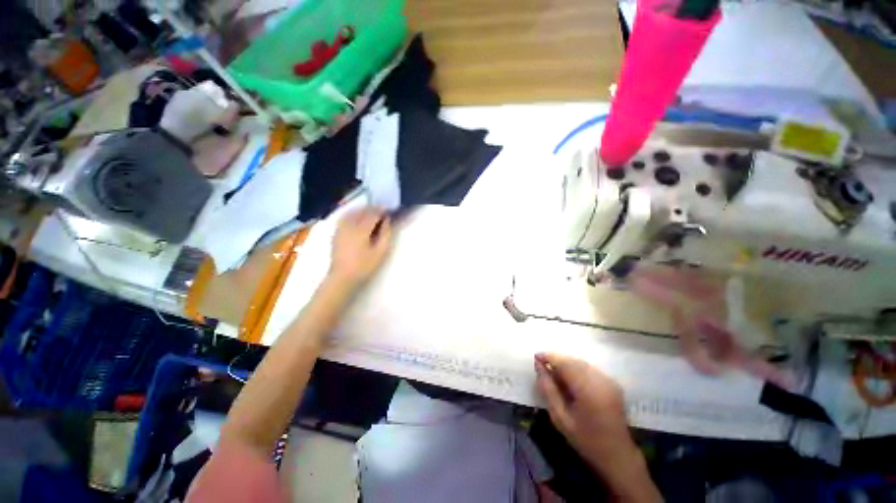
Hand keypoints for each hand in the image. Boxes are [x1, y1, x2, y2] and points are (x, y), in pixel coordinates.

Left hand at [329, 207, 392, 286]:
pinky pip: (344, 217)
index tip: (389, 210)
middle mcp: (349, 225)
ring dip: (362, 209)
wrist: (342, 277)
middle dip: (372, 208)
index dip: (382, 210)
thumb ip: (386, 234)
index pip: (373, 214)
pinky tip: (356, 217)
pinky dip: (352, 214)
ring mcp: (340, 228)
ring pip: (352, 212)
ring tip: (370, 212)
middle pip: (361, 211)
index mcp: (361, 229)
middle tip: (382, 210)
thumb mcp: (381, 252)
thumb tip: (388, 221)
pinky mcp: (336, 233)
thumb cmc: (364, 266)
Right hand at [535, 353, 660, 501]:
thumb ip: (548, 389)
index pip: (565, 364)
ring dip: (566, 364)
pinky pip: (589, 368)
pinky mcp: (612, 382)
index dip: (549, 357)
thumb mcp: (560, 418)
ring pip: (581, 363)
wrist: (617, 455)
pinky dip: (576, 369)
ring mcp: (608, 380)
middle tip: (543, 367)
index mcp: (588, 390)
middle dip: (556, 360)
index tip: (536, 357)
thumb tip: (538, 366)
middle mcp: (600, 380)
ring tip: (554, 373)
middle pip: (573, 361)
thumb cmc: (585, 439)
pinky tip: (570, 379)